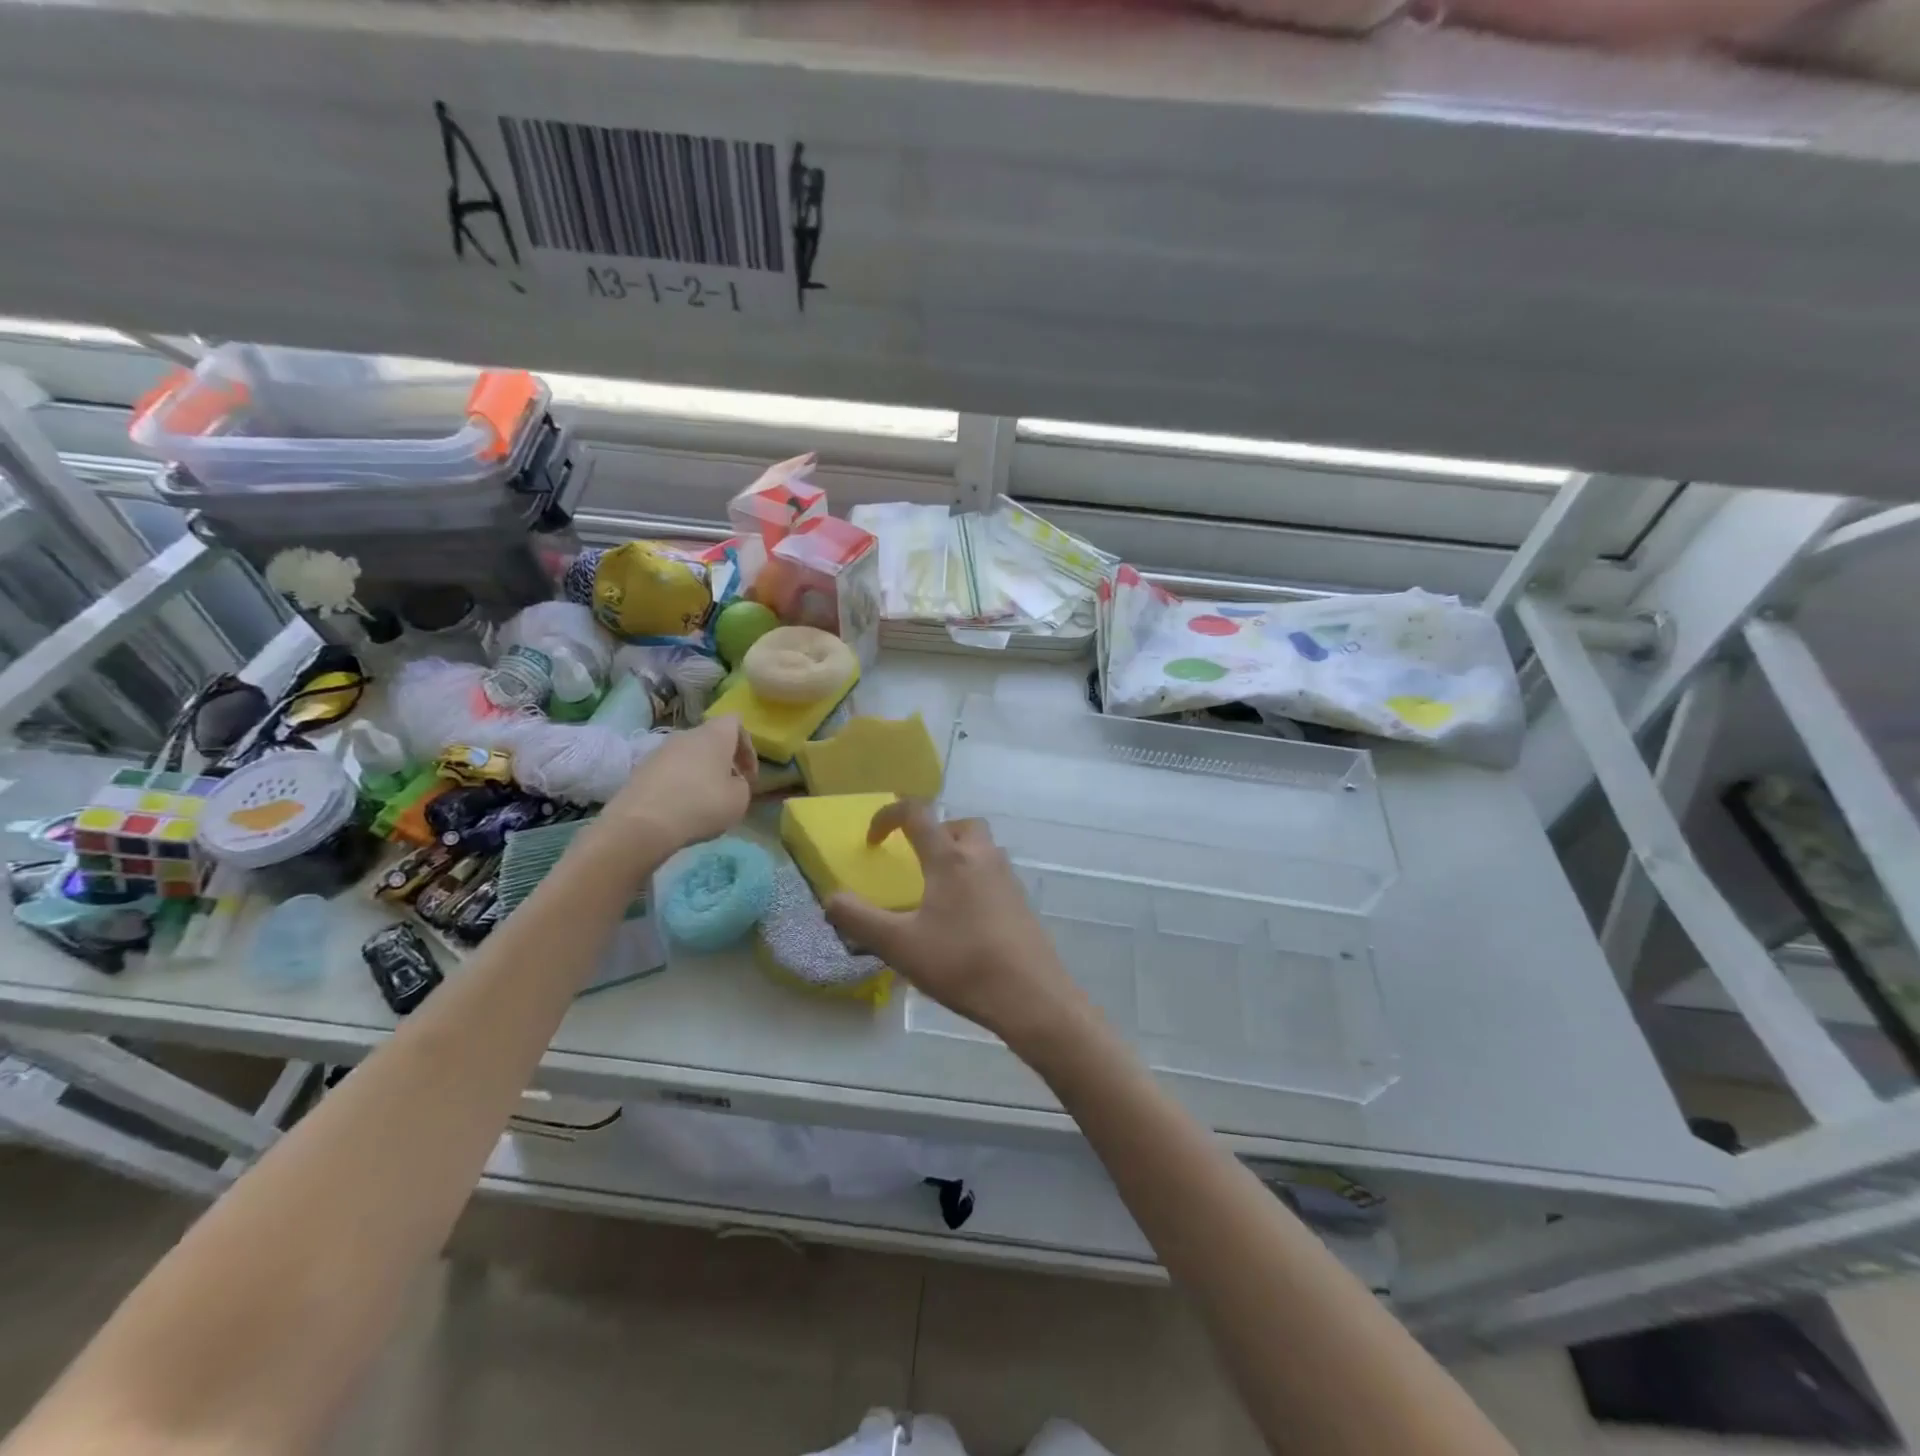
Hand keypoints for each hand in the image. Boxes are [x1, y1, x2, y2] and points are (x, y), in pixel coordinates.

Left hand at [600, 715, 756, 855]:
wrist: (642, 823)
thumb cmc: (701, 805)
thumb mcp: (739, 800)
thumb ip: (742, 785)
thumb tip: (731, 782)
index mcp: (714, 735)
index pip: (735, 723)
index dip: (747, 748)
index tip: (748, 776)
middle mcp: (686, 735)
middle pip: (710, 740)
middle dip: (722, 762)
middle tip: (728, 788)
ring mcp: (659, 750)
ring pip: (689, 756)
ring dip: (700, 773)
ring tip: (704, 801)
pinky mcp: (641, 769)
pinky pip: (669, 771)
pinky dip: (679, 784)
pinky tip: (680, 808)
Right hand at [827, 801, 1092, 1052]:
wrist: (1031, 996)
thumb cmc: (962, 964)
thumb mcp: (900, 946)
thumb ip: (859, 920)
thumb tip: (831, 899)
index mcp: (950, 858)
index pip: (917, 813)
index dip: (888, 816)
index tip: (873, 840)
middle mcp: (982, 857)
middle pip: (958, 824)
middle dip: (933, 833)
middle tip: (916, 860)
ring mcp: (1008, 878)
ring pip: (981, 847)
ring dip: (956, 854)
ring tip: (937, 891)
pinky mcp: (1022, 902)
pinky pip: (994, 873)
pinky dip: (974, 879)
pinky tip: (964, 918)